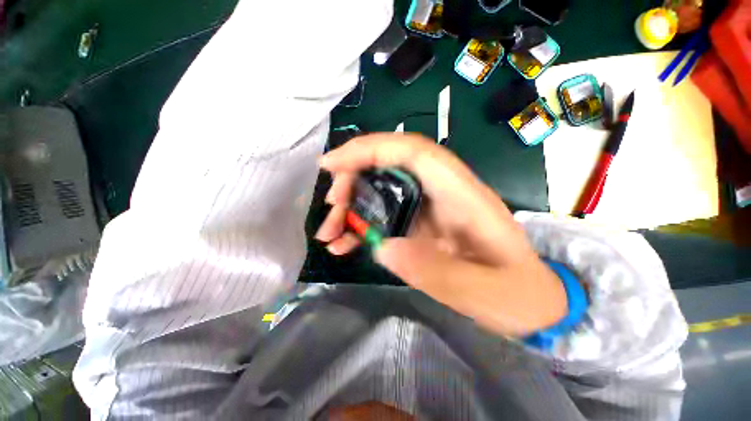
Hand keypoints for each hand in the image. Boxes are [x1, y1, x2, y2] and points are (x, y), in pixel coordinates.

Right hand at [316, 134, 566, 335]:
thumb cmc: (515, 293)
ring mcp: (427, 207)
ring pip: (381, 189)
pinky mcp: (418, 223)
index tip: (332, 164)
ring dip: (351, 206)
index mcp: (462, 194)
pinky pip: (384, 214)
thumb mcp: (482, 289)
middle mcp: (441, 191)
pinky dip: (360, 226)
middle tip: (331, 207)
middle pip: (389, 165)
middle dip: (353, 179)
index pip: (412, 151)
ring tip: (328, 233)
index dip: (371, 149)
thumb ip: (434, 269)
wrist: (526, 300)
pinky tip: (343, 243)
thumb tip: (384, 247)